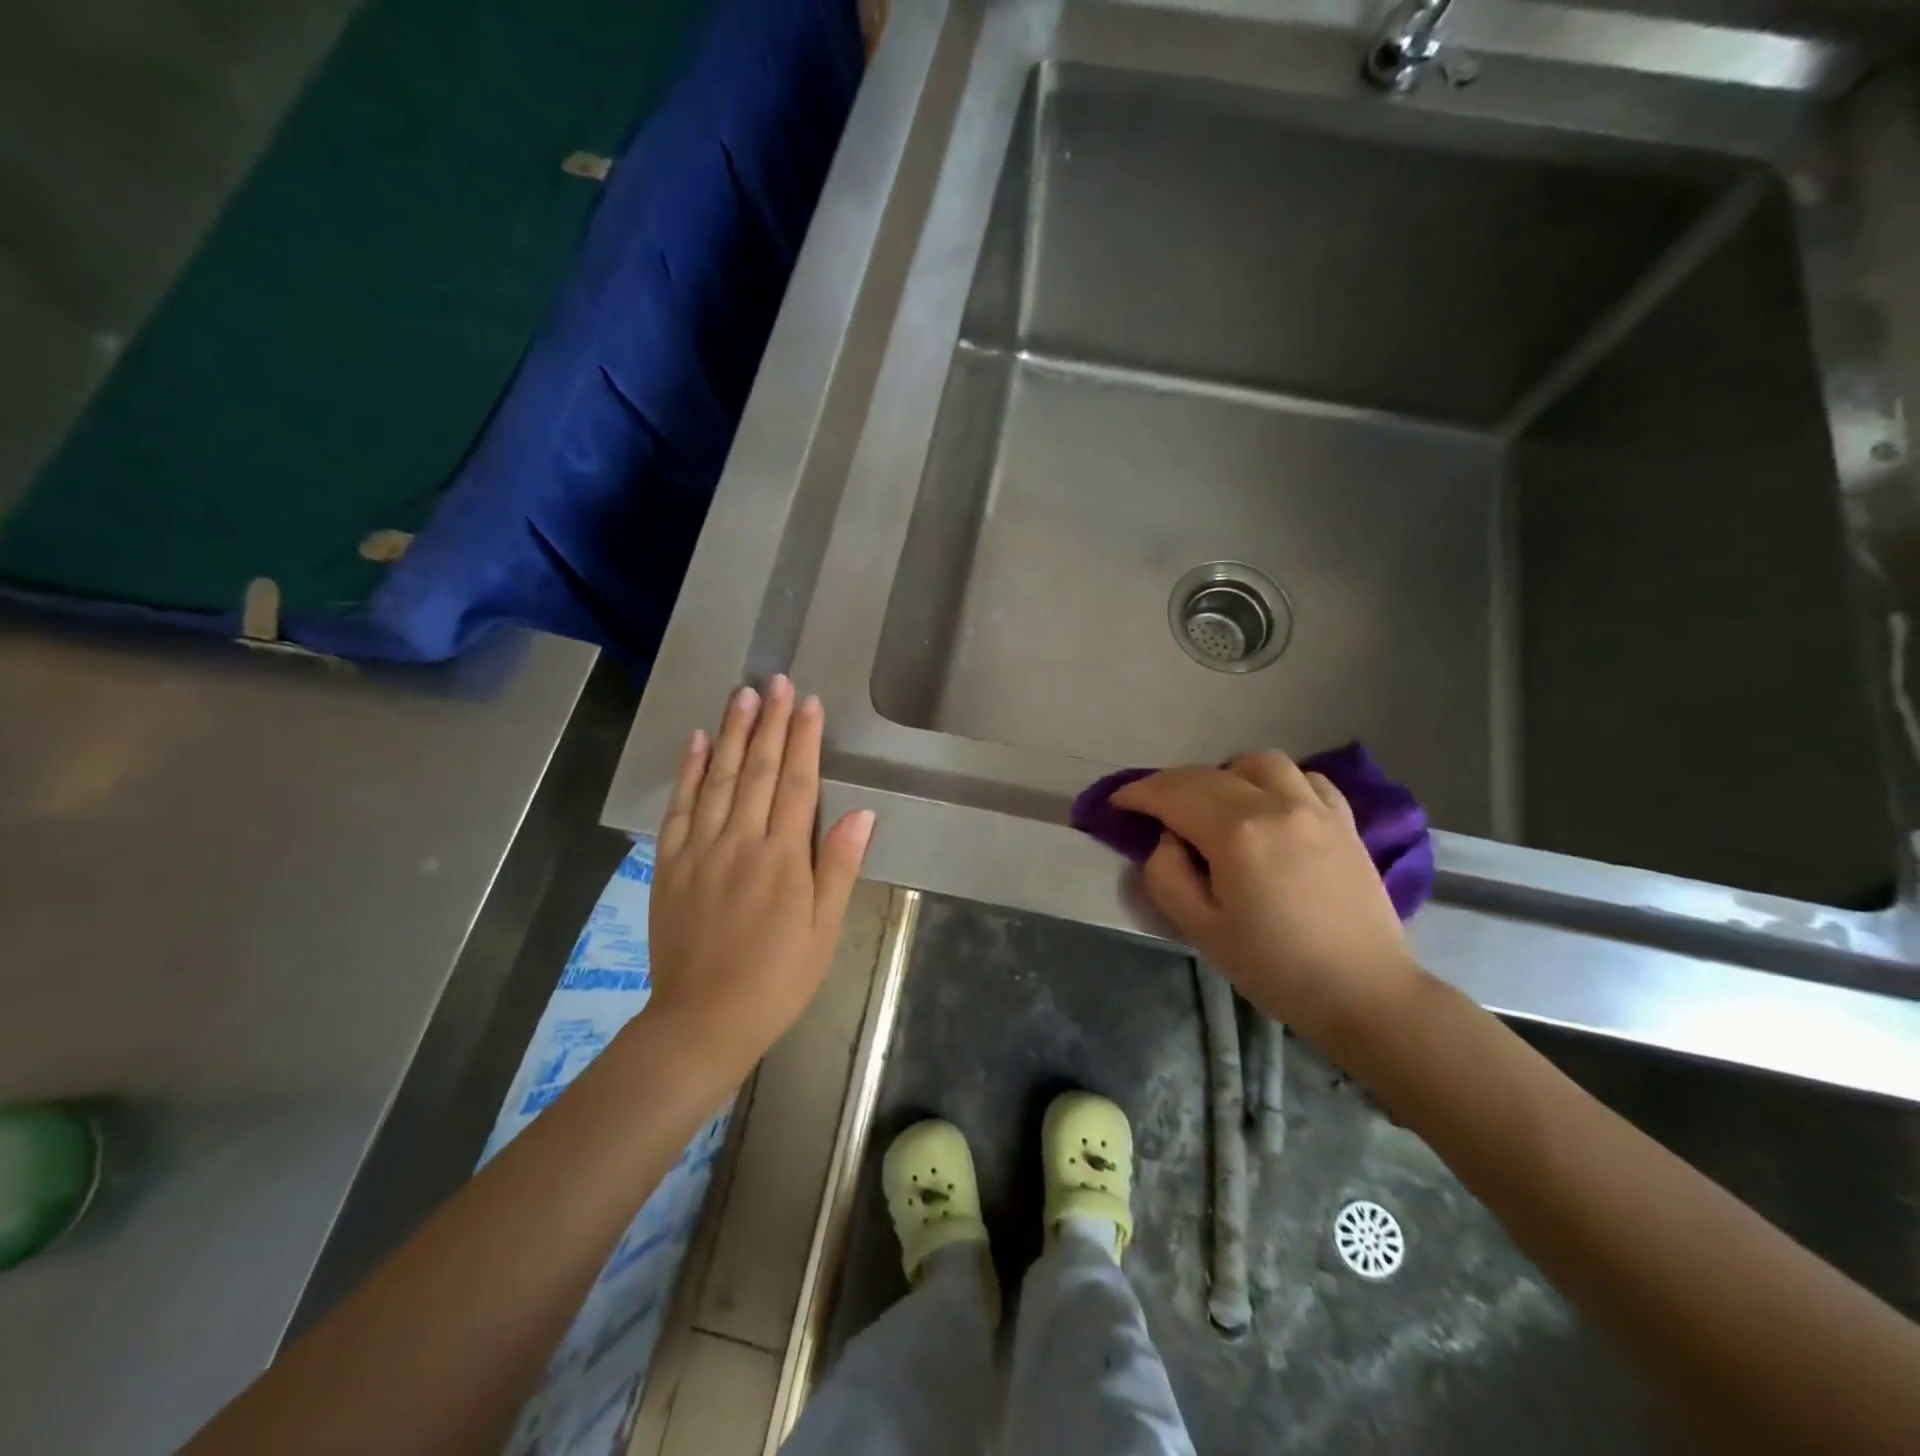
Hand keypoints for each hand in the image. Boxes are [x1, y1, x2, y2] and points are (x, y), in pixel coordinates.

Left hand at [646, 676, 873, 1083]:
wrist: (703, 1020)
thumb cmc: (778, 979)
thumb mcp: (824, 930)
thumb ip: (839, 867)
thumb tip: (862, 814)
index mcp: (783, 858)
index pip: (796, 783)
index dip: (803, 740)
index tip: (807, 702)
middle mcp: (740, 842)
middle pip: (756, 770)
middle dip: (769, 722)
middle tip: (775, 681)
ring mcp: (700, 850)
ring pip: (717, 779)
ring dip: (730, 734)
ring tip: (741, 695)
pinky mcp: (670, 864)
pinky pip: (679, 808)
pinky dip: (687, 772)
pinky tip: (695, 743)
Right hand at [1112, 753, 1421, 1045]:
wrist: (1365, 993)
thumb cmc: (1275, 968)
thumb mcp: (1200, 929)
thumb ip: (1167, 875)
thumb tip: (1168, 840)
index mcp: (1237, 833)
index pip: (1173, 794)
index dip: (1138, 794)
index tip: (1116, 803)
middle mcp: (1276, 804)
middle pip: (1208, 774)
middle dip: (1169, 785)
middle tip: (1150, 808)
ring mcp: (1315, 807)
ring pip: (1258, 763)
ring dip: (1223, 774)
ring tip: (1213, 804)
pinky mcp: (1343, 820)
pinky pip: (1303, 777)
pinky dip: (1274, 782)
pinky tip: (1267, 806)